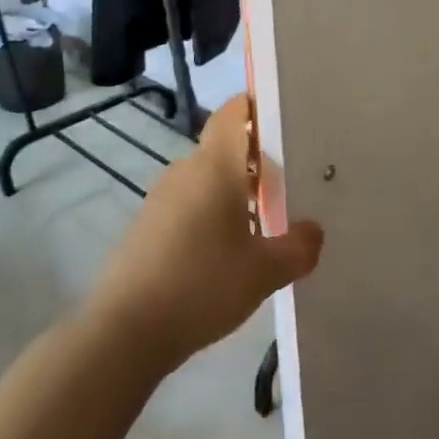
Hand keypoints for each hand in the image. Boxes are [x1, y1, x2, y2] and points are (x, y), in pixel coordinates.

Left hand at [90, 96, 322, 367]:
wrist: (124, 332)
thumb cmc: (202, 285)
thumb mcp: (265, 271)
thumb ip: (299, 248)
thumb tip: (314, 232)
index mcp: (215, 166)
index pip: (233, 113)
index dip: (256, 106)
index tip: (286, 118)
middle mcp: (185, 171)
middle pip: (225, 149)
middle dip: (258, 160)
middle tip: (293, 182)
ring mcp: (161, 199)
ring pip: (207, 180)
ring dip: (236, 192)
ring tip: (268, 220)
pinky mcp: (147, 227)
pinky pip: (190, 205)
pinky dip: (213, 215)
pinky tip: (229, 252)